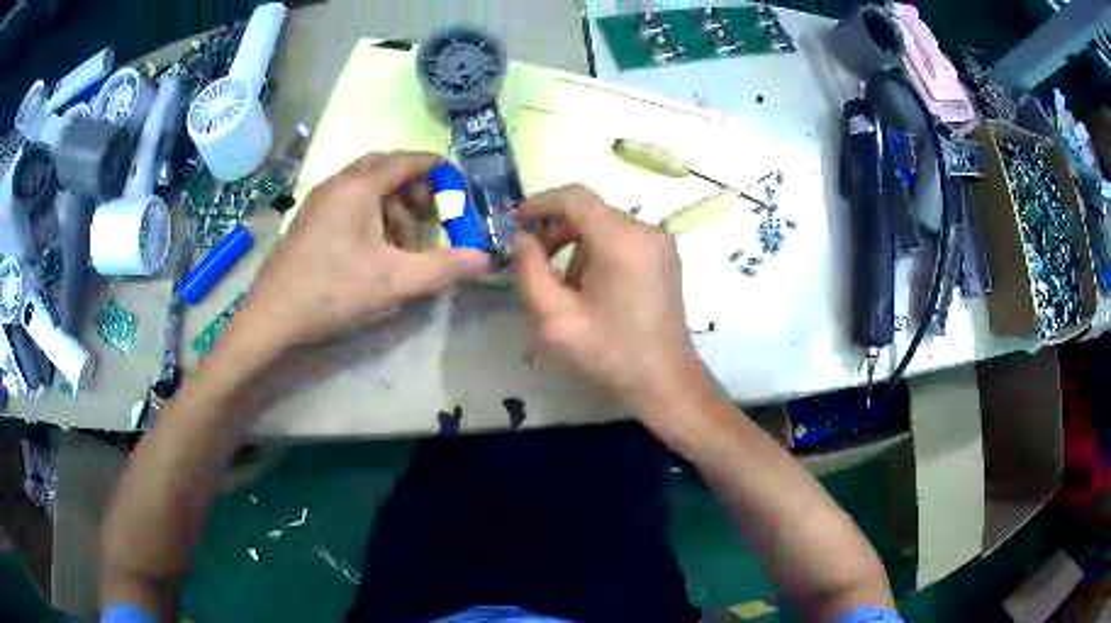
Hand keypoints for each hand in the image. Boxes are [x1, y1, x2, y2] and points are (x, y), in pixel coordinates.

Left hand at [235, 151, 488, 350]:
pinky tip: (374, 247)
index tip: (456, 183)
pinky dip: (370, 212)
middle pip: (383, 167)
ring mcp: (319, 201)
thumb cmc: (332, 290)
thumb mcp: (394, 281)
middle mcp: (338, 184)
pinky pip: (348, 201)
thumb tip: (486, 260)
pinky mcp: (309, 219)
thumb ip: (443, 268)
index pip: (405, 161)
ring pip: (365, 185)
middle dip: (412, 185)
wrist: (272, 315)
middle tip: (429, 213)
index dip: (435, 168)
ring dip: (391, 202)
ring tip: (403, 240)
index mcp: (358, 187)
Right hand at [513, 185, 703, 411]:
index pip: (575, 197)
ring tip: (564, 285)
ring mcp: (660, 242)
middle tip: (533, 259)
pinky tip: (591, 286)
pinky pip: (622, 238)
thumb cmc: (610, 352)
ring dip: (576, 243)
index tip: (514, 221)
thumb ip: (530, 271)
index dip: (539, 203)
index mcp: (622, 240)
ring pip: (605, 224)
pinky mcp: (665, 257)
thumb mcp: (556, 318)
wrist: (665, 380)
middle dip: (556, 229)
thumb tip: (519, 238)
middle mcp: (646, 230)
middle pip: (590, 210)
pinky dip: (598, 251)